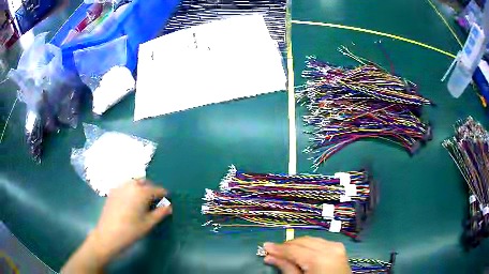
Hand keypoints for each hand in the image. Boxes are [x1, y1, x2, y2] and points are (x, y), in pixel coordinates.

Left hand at [61, 179, 171, 272]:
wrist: (108, 235)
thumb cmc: (131, 230)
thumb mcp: (148, 223)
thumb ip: (160, 213)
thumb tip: (169, 206)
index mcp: (141, 192)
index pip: (157, 189)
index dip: (164, 195)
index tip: (167, 201)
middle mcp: (130, 185)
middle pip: (145, 183)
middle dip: (152, 190)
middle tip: (155, 202)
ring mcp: (120, 186)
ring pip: (134, 182)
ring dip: (141, 188)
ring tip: (143, 201)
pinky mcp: (112, 191)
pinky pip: (125, 186)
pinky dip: (131, 190)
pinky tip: (131, 202)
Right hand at [263, 237, 350, 273]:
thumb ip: (286, 268)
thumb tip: (269, 257)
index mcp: (319, 258)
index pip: (294, 250)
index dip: (278, 248)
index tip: (265, 246)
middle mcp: (329, 248)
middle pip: (303, 242)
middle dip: (287, 246)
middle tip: (273, 251)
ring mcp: (336, 247)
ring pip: (311, 240)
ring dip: (297, 245)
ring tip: (285, 252)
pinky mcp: (339, 248)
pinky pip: (320, 242)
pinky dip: (309, 245)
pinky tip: (301, 252)